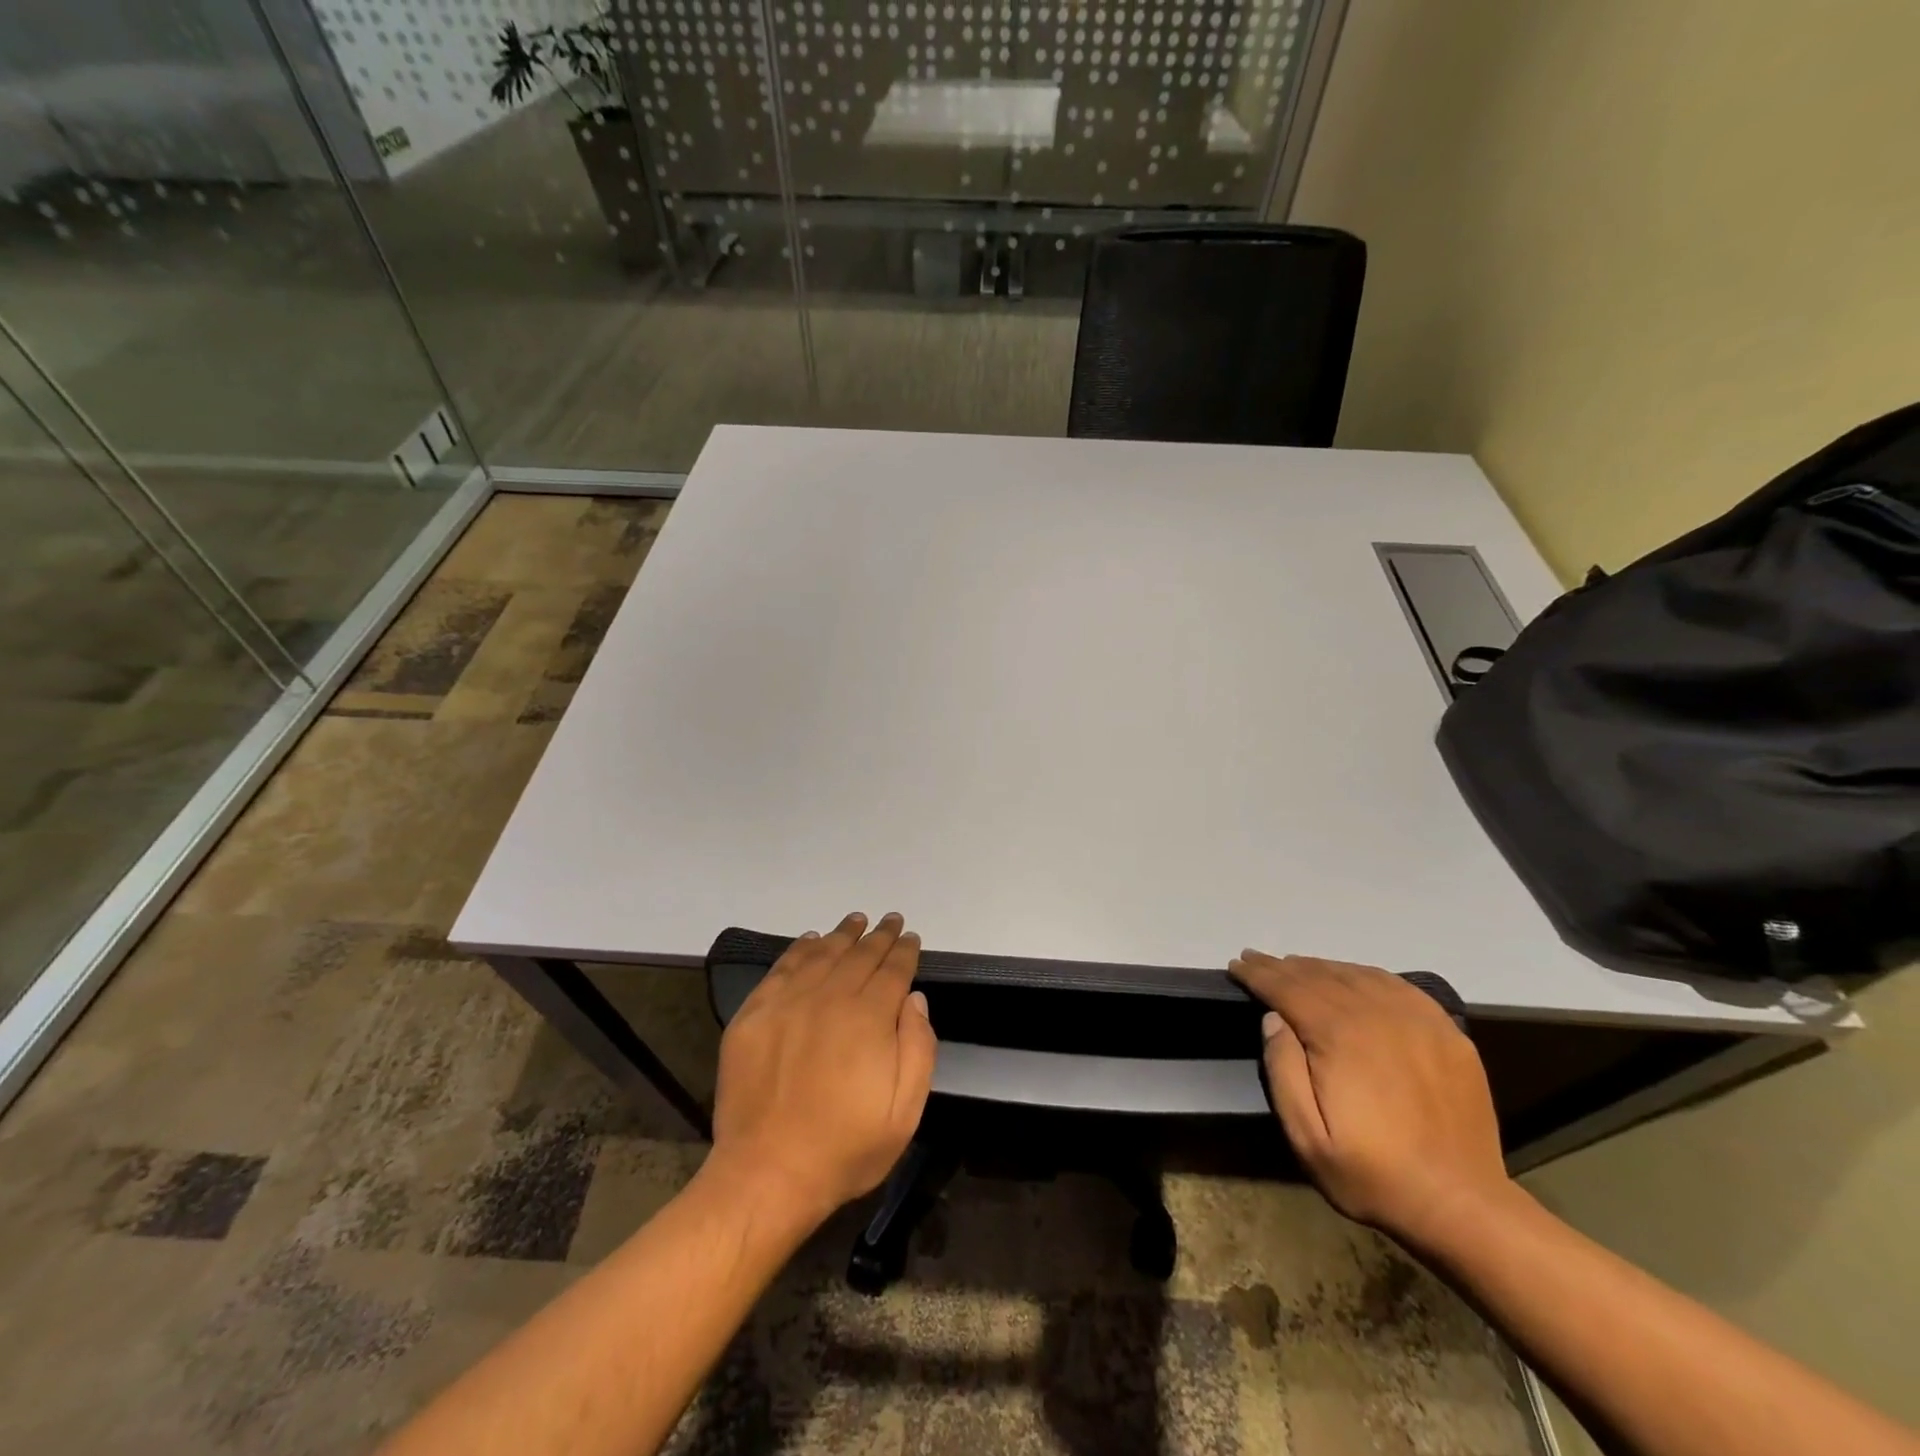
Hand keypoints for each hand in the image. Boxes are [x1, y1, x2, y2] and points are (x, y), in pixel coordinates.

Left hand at [709, 912, 937, 1226]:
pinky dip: (799, 950)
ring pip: (822, 954)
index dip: (904, 951)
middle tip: (890, 920)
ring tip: (856, 920)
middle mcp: (829, 998)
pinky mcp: (754, 1015)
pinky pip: (782, 968)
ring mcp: (787, 1003)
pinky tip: (811, 941)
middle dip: (879, 936)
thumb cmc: (845, 1148)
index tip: (910, 937)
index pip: (893, 971)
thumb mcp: (904, 1111)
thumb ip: (918, 1048)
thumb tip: (914, 999)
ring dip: (842, 935)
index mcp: (868, 1018)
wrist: (767, 1174)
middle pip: (859, 955)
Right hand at [1229, 951, 1510, 1247]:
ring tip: (1296, 967)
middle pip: (1319, 975)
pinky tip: (1354, 978)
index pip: (1287, 988)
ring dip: (1320, 967)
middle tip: (1256, 960)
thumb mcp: (1307, 1137)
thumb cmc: (1373, 1174)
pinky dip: (1365, 975)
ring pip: (1356, 975)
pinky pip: (1397, 986)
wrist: (1462, 1206)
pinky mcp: (1446, 1032)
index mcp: (1339, 1035)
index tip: (1236, 965)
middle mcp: (1376, 1014)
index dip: (1257, 974)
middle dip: (1282, 966)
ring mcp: (1417, 1020)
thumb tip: (1273, 1018)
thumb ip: (1283, 1070)